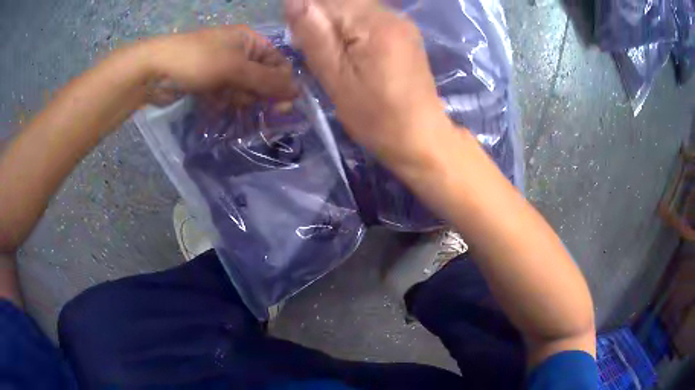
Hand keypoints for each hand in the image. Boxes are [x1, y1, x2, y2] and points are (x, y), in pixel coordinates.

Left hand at [143, 26, 297, 105]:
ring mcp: (223, 68)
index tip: (281, 107)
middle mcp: (239, 52)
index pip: (278, 63)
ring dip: (238, 100)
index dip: (282, 83)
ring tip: (223, 101)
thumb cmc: (197, 61)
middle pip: (262, 78)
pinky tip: (214, 105)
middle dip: (256, 94)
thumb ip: (267, 81)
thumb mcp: (235, 68)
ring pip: (244, 90)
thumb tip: (298, 93)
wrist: (153, 71)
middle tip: (245, 103)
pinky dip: (223, 103)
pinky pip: (226, 96)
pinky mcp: (209, 83)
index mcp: (250, 40)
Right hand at [284, 0, 451, 165]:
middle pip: (343, 1)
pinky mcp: (405, 34)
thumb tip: (294, 1)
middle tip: (315, 51)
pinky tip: (350, 54)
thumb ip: (314, 36)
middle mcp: (391, 15)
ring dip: (335, 26)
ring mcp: (401, 23)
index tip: (300, 40)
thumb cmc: (376, 117)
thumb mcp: (336, 79)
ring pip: (354, 9)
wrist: (421, 137)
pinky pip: (369, 20)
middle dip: (321, 20)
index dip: (307, 14)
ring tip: (332, 55)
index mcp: (373, 24)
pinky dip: (351, 30)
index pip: (328, 0)